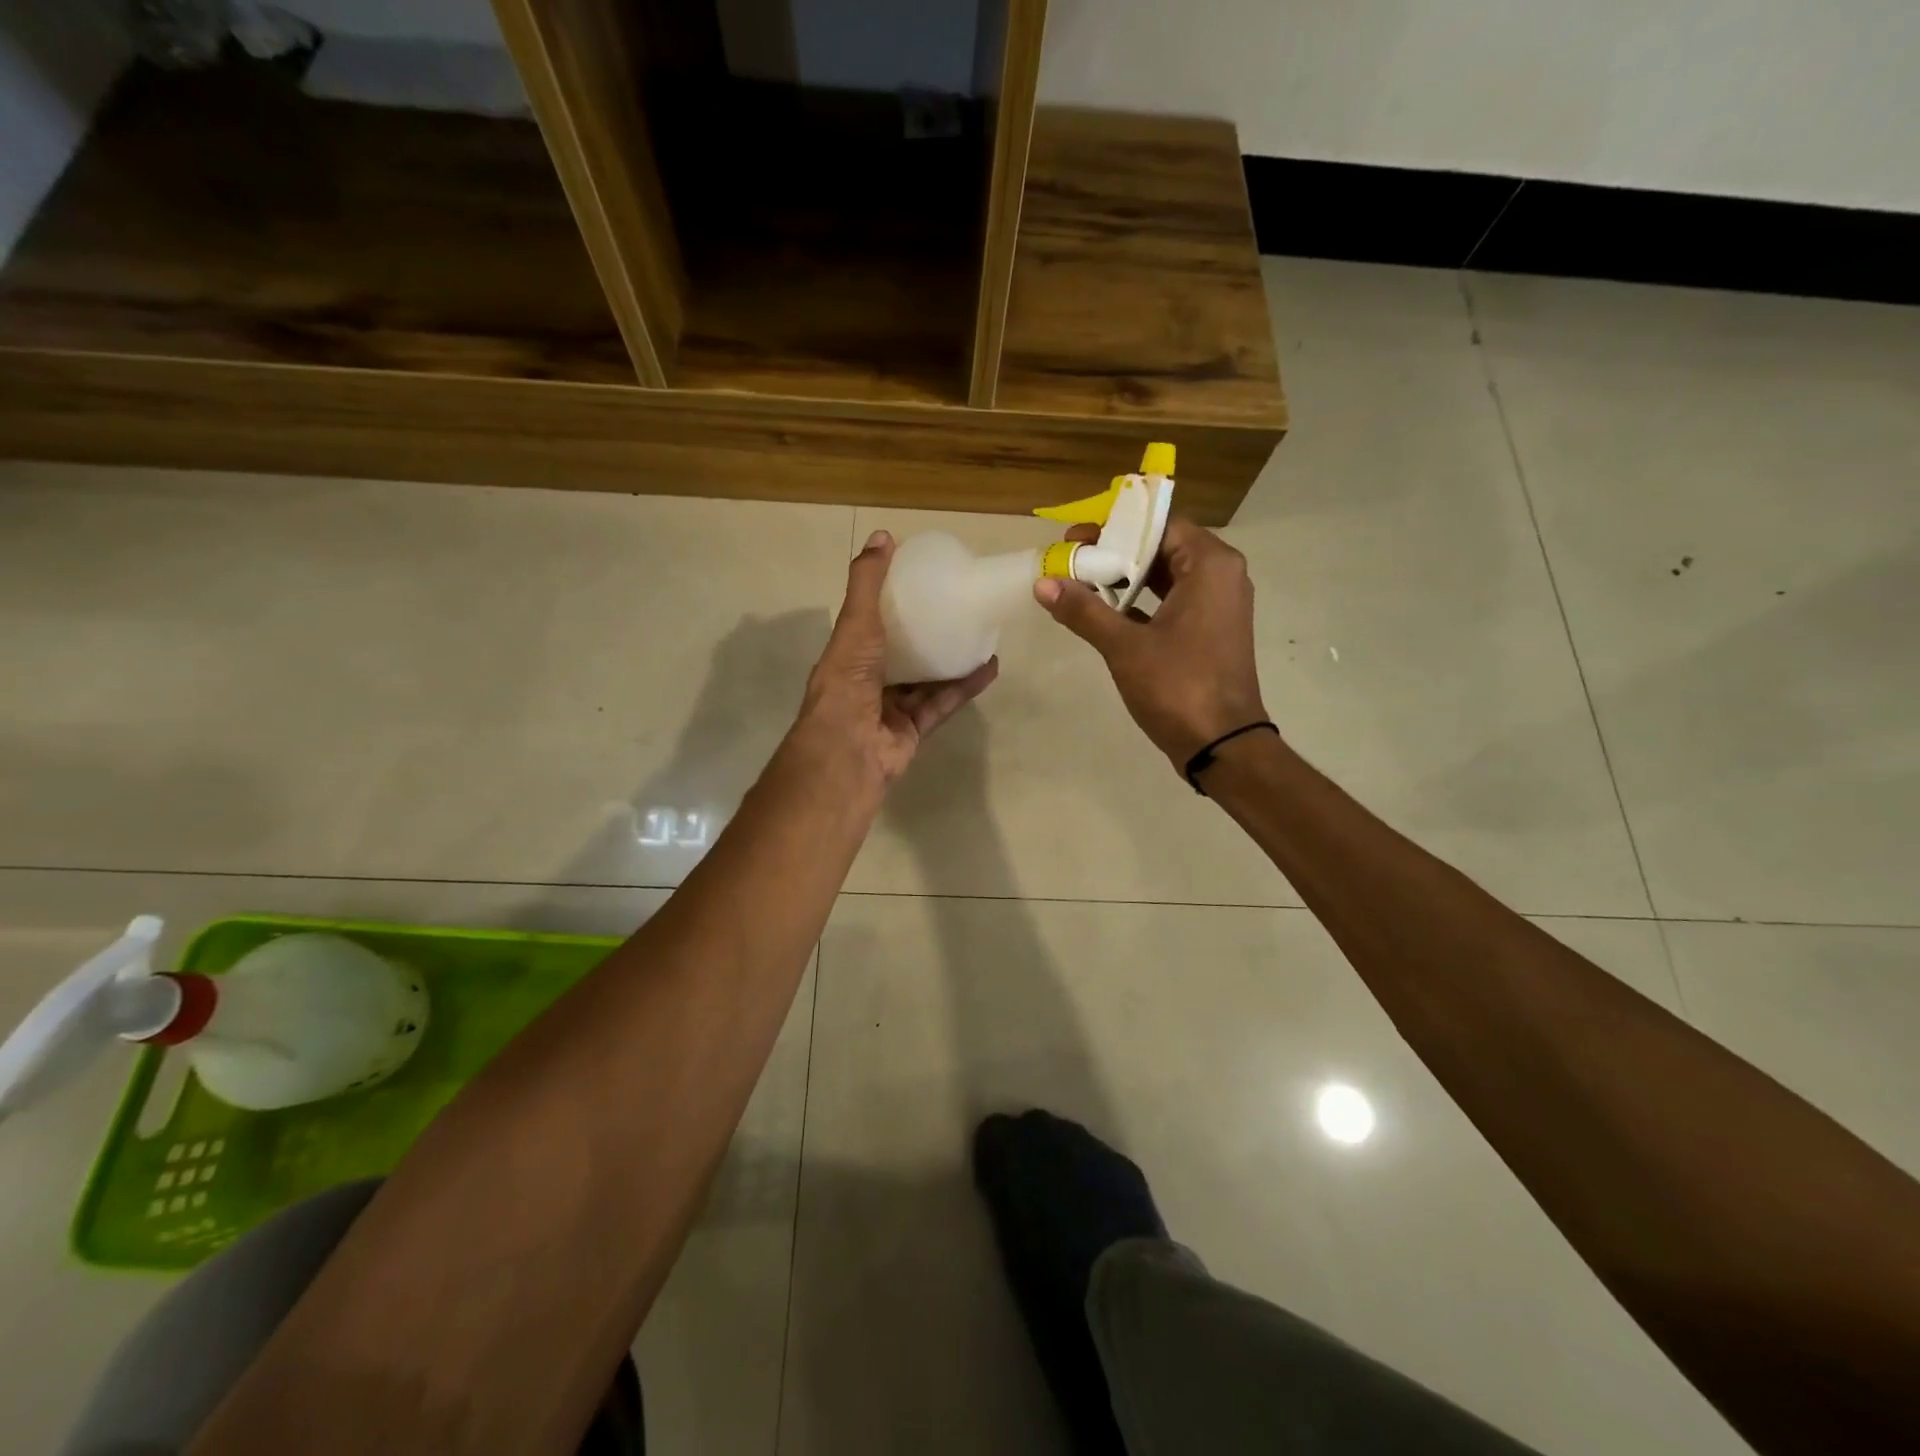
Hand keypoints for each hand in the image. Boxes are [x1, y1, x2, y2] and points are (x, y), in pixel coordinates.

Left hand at [794, 530, 998, 786]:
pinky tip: (989, 667)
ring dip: (951, 659)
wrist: (849, 752)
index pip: (869, 624)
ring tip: (981, 634)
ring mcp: (891, 708)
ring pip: (926, 680)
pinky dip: (965, 686)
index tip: (921, 581)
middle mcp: (867, 681)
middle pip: (901, 653)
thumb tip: (883, 535)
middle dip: (927, 633)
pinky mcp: (915, 729)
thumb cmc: (847, 683)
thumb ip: (868, 584)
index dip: (891, 603)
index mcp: (848, 656)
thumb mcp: (855, 625)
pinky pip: (943, 703)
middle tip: (958, 607)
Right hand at [1035, 517, 1267, 767]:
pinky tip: (1103, 612)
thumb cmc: (1178, 686)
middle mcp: (1221, 577)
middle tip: (1072, 559)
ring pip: (1166, 577)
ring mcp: (1218, 606)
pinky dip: (1141, 604)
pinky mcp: (1209, 632)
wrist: (1222, 745)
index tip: (1075, 538)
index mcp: (1210, 566)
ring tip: (1080, 582)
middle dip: (1116, 552)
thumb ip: (1084, 611)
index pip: (1160, 525)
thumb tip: (1043, 584)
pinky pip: (1172, 602)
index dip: (1115, 528)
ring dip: (1125, 579)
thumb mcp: (1125, 646)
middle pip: (1162, 548)